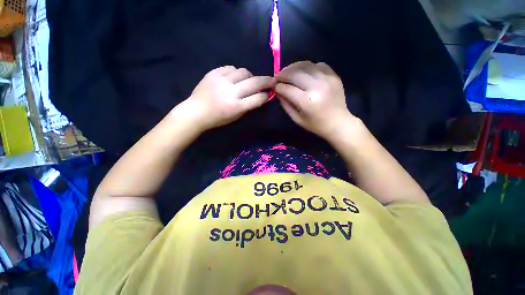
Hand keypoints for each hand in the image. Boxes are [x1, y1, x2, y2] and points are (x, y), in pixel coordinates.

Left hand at [180, 66, 275, 131]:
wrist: (196, 111)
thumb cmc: (217, 118)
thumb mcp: (235, 117)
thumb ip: (248, 106)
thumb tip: (260, 95)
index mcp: (236, 106)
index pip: (258, 98)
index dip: (266, 96)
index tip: (269, 93)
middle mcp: (231, 92)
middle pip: (254, 82)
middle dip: (267, 81)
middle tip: (272, 80)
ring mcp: (222, 80)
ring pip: (244, 71)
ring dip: (250, 76)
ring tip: (248, 80)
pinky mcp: (213, 73)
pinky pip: (230, 68)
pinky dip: (236, 72)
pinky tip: (234, 77)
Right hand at [275, 61, 355, 139]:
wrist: (338, 123)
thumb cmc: (315, 125)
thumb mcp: (297, 119)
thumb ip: (286, 104)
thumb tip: (278, 91)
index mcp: (306, 101)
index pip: (287, 88)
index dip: (278, 87)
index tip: (274, 87)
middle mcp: (316, 87)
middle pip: (294, 73)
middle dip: (283, 74)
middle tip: (278, 77)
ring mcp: (327, 79)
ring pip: (306, 65)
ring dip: (294, 67)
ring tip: (289, 72)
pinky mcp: (334, 76)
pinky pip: (318, 65)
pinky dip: (309, 67)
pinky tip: (305, 73)